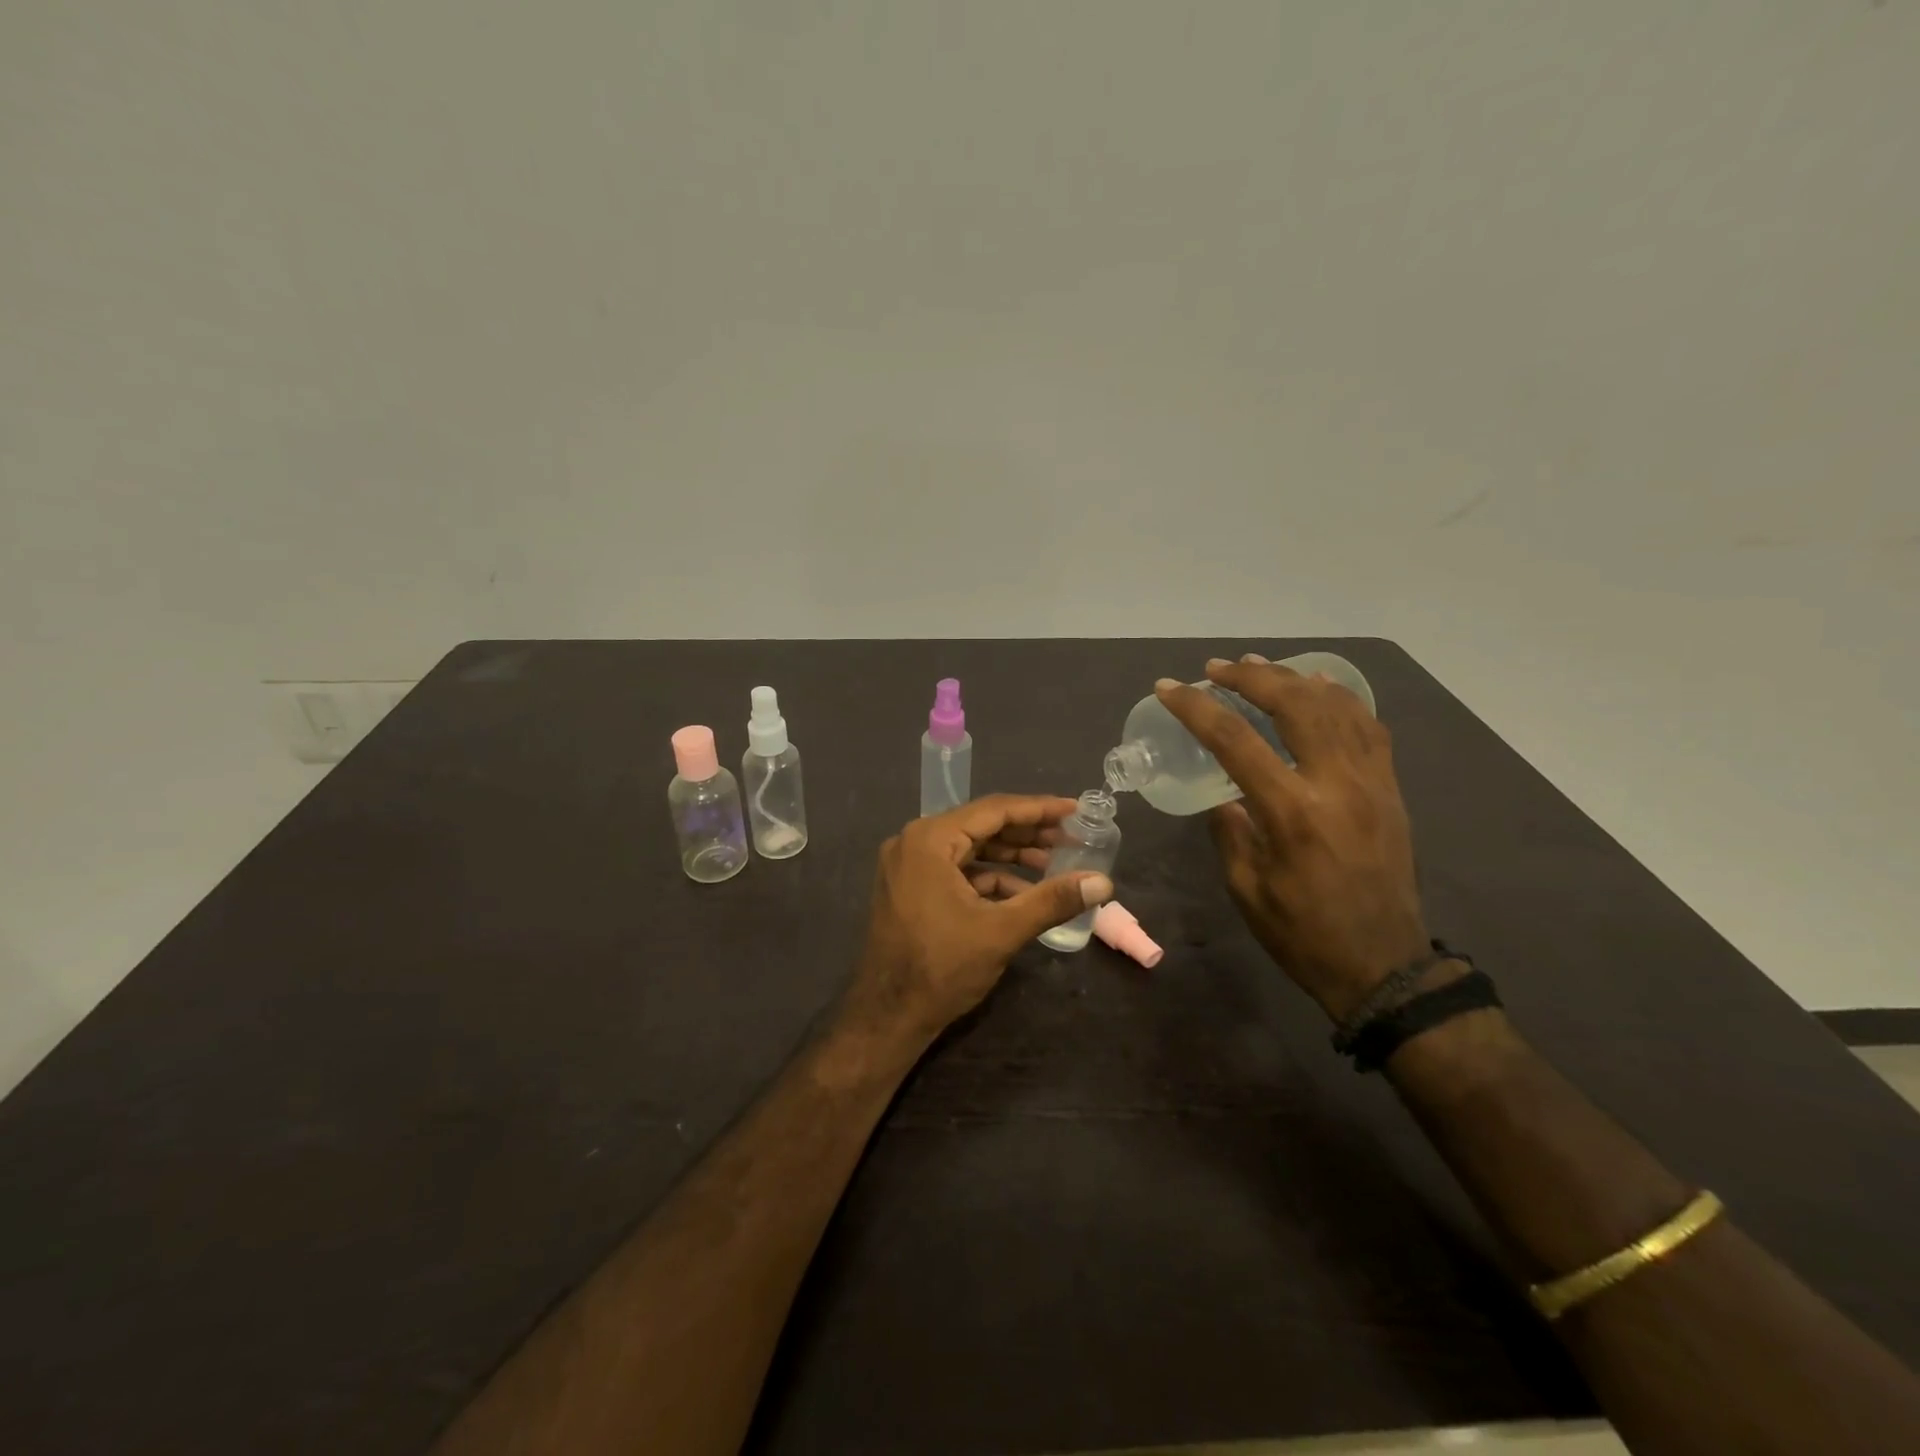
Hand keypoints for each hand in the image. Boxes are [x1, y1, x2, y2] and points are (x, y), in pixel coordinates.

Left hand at [844, 794, 1114, 1049]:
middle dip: (1028, 833)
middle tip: (1071, 837)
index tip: (1075, 809)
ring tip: (1054, 863)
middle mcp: (914, 842)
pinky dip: (989, 878)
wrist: (888, 1016)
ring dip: (1010, 856)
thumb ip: (1052, 900)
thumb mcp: (1002, 931)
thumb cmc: (942, 968)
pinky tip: (1023, 893)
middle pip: (981, 826)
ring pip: (970, 848)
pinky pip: (956, 870)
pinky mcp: (910, 887)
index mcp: (929, 840)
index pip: (993, 811)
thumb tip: (1103, 882)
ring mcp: (908, 865)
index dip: (1039, 809)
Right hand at [1156, 655, 1428, 1020]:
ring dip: (1293, 678)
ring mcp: (1371, 781)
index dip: (1196, 707)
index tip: (1169, 688)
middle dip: (1249, 677)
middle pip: (1293, 704)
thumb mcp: (1245, 887)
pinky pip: (1368, 726)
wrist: (1384, 966)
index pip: (1235, 740)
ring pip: (1336, 705)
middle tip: (1216, 668)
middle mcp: (1336, 783)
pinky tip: (1317, 689)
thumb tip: (1224, 794)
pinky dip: (1339, 698)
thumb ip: (1229, 830)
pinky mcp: (1390, 788)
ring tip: (1259, 666)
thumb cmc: (1302, 933)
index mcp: (1292, 811)